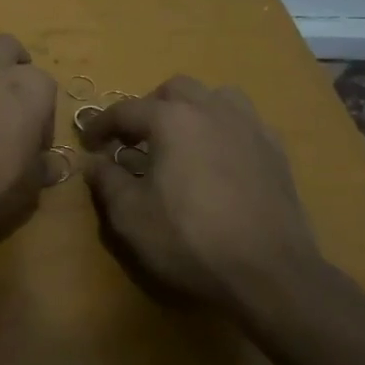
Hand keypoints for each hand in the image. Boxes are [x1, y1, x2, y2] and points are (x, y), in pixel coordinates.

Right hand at [79, 76, 334, 326]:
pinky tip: (218, 161)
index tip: (88, 143)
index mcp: (172, 120)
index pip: (126, 110)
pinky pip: (244, 123)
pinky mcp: (276, 152)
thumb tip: (95, 162)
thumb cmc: (189, 240)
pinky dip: (223, 131)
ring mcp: (250, 128)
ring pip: (216, 97)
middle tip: (136, 140)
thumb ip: (107, 181)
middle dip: (150, 108)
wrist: (269, 274)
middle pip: (175, 90)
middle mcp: (212, 110)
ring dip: (192, 110)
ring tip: (181, 141)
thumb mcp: (130, 216)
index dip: (101, 125)